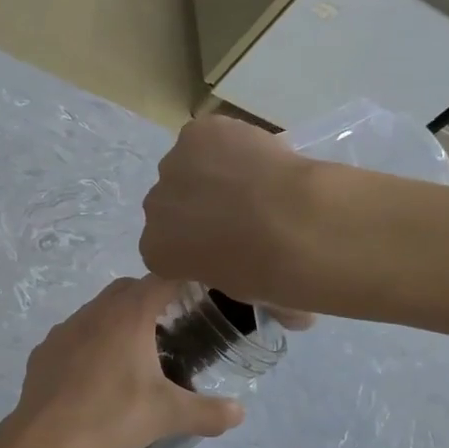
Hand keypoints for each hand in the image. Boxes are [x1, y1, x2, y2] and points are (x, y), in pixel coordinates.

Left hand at [8, 277, 244, 447]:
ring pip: (97, 310)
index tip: (198, 296)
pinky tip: (96, 373)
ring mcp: (65, 328)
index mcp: (128, 315)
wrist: (47, 437)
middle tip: (170, 326)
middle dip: (150, 298)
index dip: (182, 281)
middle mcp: (95, 311)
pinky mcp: (45, 349)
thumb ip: (209, 412)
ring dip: (117, 320)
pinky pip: (74, 335)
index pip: (162, 279)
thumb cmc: (112, 416)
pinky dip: (89, 343)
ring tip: (134, 352)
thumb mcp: (168, 415)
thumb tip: (240, 412)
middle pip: (128, 289)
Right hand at [140, 117, 319, 318]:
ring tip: (256, 181)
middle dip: (198, 207)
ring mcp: (172, 165)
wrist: (295, 224)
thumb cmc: (271, 273)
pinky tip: (259, 155)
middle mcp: (153, 207)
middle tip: (244, 214)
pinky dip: (231, 142)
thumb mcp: (254, 296)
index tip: (226, 245)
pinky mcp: (196, 134)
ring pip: (189, 166)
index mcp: (156, 252)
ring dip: (212, 172)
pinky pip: (210, 137)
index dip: (196, 244)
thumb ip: (251, 289)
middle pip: (171, 204)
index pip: (167, 247)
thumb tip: (288, 313)